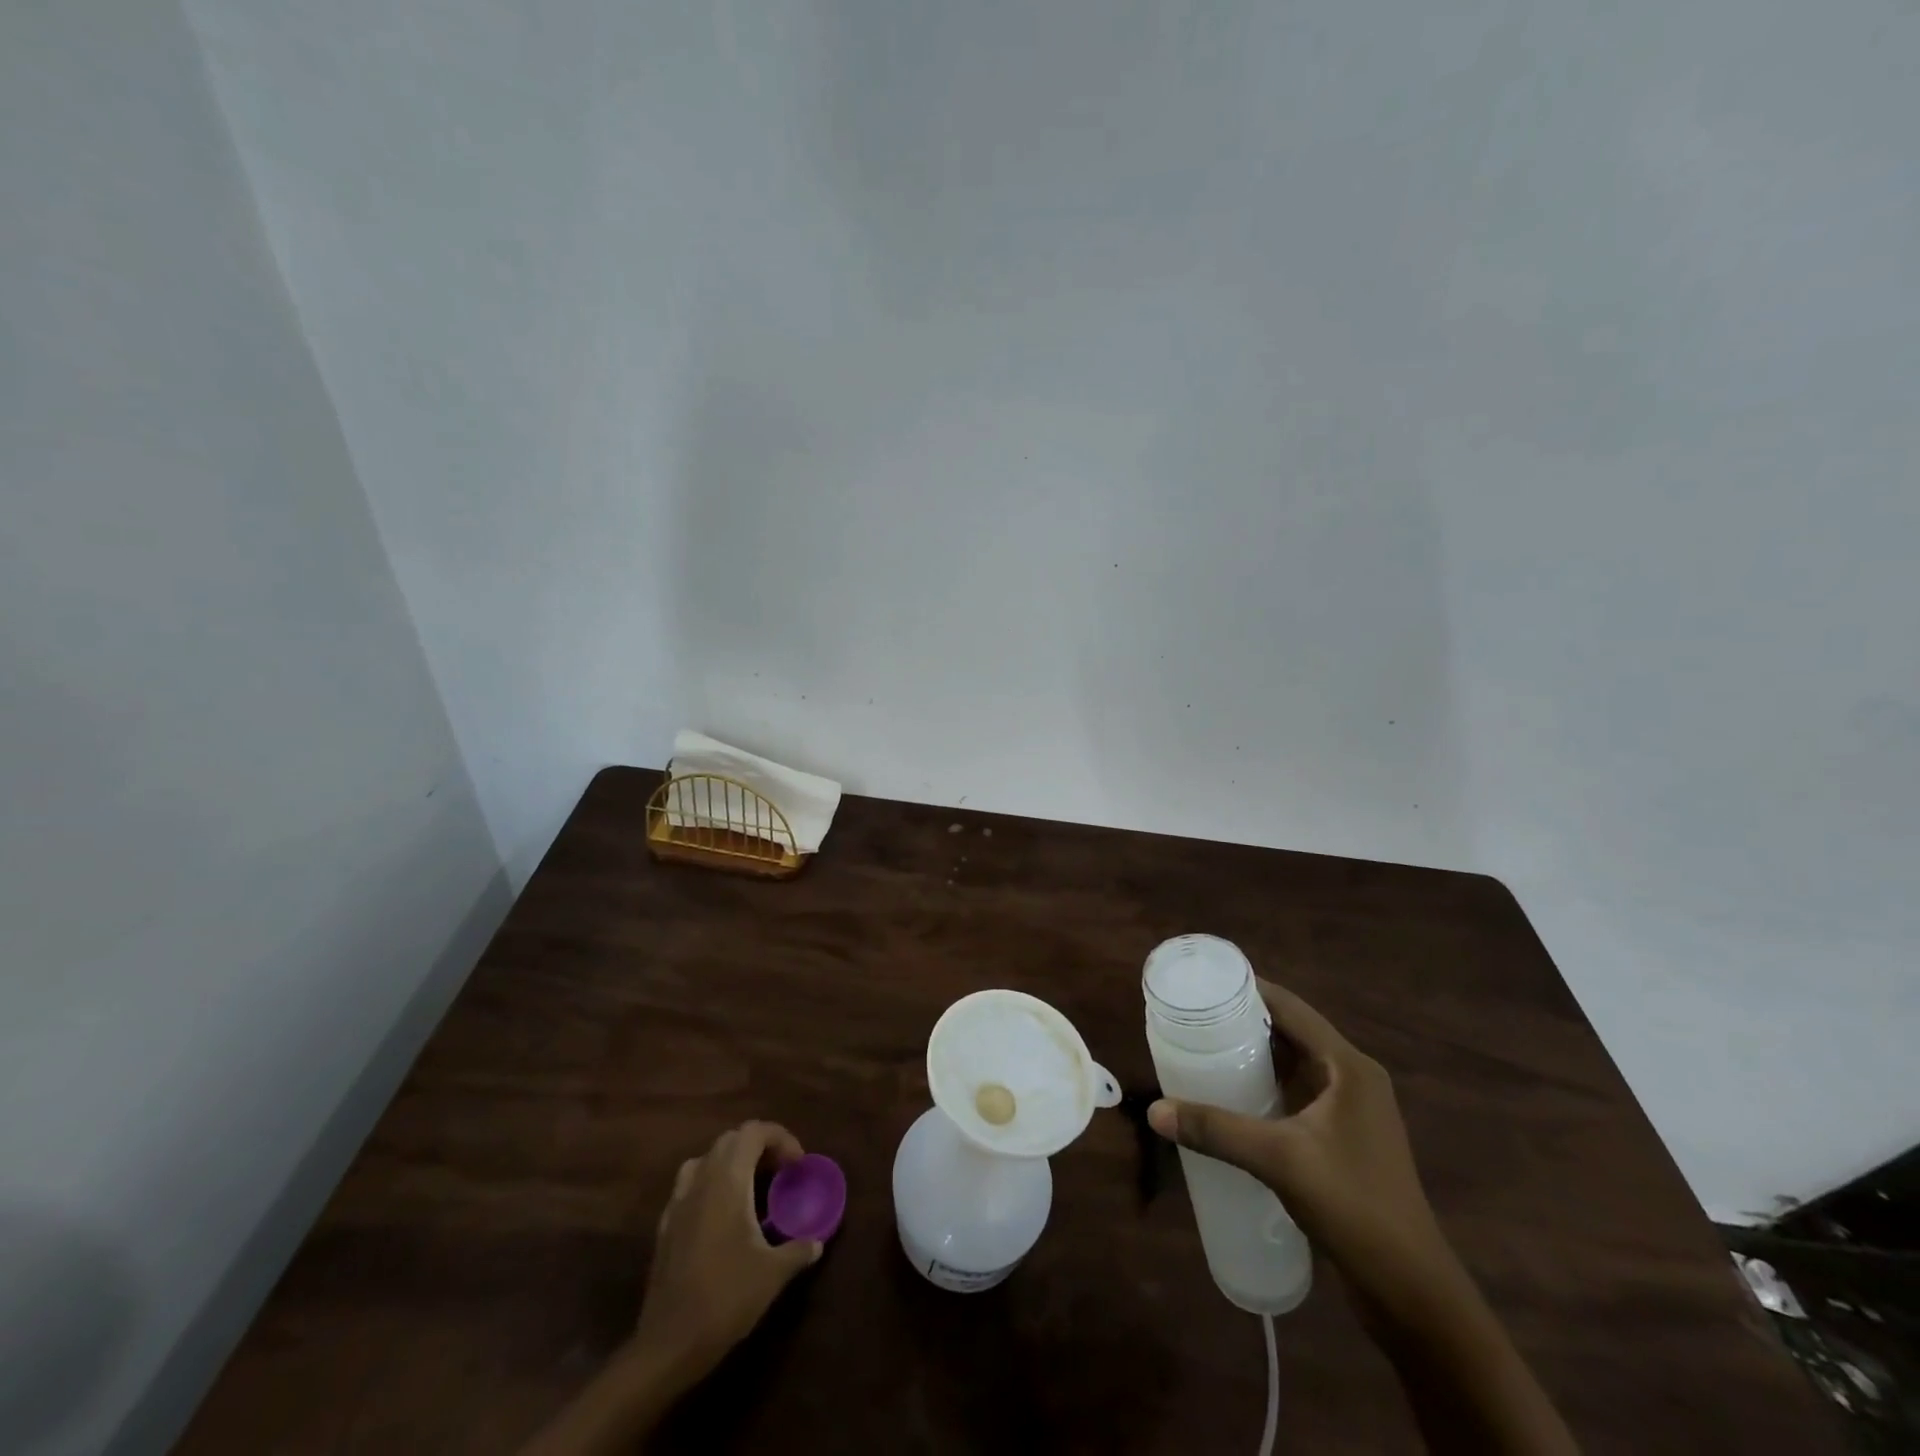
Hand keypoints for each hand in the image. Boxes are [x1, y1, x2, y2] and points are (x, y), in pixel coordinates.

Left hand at [520, 1120, 821, 1455]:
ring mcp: (678, 1202)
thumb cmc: (726, 1298)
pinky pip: (690, 1186)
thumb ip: (798, 1250)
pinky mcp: (665, 1226)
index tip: (798, 1165)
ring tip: (752, 1188)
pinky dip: (711, 1186)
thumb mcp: (773, 1273)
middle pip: (731, 1140)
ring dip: (732, 1163)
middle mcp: (701, 1180)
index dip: (781, 1138)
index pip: (754, 1132)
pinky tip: (722, 1217)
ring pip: (707, 1159)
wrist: (668, 1345)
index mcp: (728, 1180)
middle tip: (780, 1173)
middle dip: (759, 1147)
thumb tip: (817, 1243)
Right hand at [1148, 980, 1451, 1306]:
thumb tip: (1155, 1110)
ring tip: (1203, 1048)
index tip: (1204, 984)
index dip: (1249, 991)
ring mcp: (1351, 1110)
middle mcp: (1353, 1078)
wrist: (1411, 1291)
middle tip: (1194, 1017)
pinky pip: (1297, 1093)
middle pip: (1292, 1032)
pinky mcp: (1344, 1139)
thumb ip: (1216, 1130)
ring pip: (1294, 1064)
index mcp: (1349, 1067)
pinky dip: (1265, 1086)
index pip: (1292, 1008)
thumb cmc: (1354, 1206)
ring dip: (1254, 1055)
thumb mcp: (1279, 1159)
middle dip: (1244, 1022)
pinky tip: (1232, 1097)